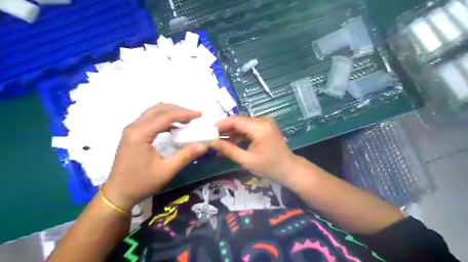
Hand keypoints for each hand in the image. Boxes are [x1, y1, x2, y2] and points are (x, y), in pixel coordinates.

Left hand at [105, 103, 210, 211]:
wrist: (118, 193)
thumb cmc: (142, 182)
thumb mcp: (167, 170)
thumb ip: (186, 155)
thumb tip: (204, 145)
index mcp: (141, 134)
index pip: (166, 116)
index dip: (184, 114)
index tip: (199, 115)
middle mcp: (134, 127)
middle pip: (158, 109)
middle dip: (178, 110)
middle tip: (193, 116)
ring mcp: (131, 130)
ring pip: (153, 113)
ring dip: (170, 113)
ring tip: (186, 120)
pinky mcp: (132, 135)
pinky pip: (150, 120)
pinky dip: (163, 120)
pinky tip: (174, 128)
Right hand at [211, 116, 294, 184]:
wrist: (289, 170)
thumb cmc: (270, 167)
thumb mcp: (247, 160)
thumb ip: (229, 150)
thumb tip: (212, 143)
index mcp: (260, 128)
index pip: (235, 121)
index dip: (220, 125)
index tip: (208, 133)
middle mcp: (262, 121)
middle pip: (238, 122)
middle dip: (224, 130)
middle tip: (211, 140)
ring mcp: (264, 124)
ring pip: (242, 125)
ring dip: (231, 134)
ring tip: (218, 145)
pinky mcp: (264, 128)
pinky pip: (248, 129)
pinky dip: (239, 136)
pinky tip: (230, 145)